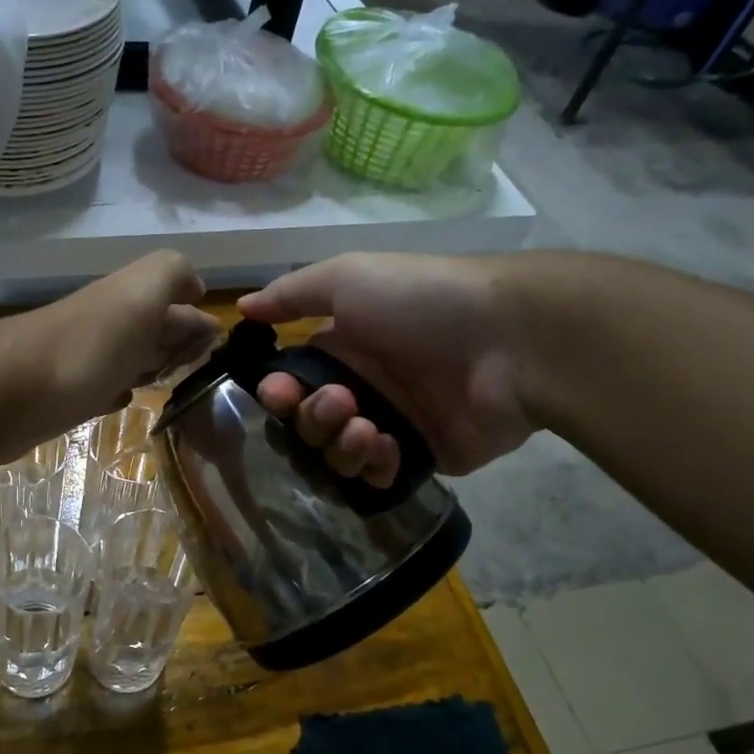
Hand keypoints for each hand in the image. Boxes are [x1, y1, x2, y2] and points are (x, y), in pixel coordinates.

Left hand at [0, 251, 219, 461]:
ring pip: (128, 357)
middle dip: (177, 341)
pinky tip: (123, 398)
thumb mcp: (142, 291)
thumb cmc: (89, 344)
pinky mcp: (66, 395)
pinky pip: (102, 387)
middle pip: (151, 329)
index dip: (197, 320)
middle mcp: (109, 324)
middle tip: (198, 363)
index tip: (217, 345)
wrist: (12, 392)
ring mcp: (85, 360)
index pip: (174, 302)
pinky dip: (117, 389)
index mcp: (130, 298)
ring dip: (149, 364)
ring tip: (169, 380)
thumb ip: (172, 273)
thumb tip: (194, 287)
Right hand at [237, 252, 534, 485]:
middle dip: (312, 418)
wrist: (511, 341)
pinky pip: (377, 476)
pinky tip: (388, 447)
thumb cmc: (421, 301)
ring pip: (336, 454)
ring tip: (368, 427)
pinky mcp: (422, 457)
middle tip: (341, 402)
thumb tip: (243, 306)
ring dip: (340, 444)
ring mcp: (392, 424)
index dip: (277, 394)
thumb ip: (291, 294)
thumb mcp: (349, 277)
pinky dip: (373, 465)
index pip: (291, 383)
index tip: (278, 394)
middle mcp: (362, 388)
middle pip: (308, 423)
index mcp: (343, 347)